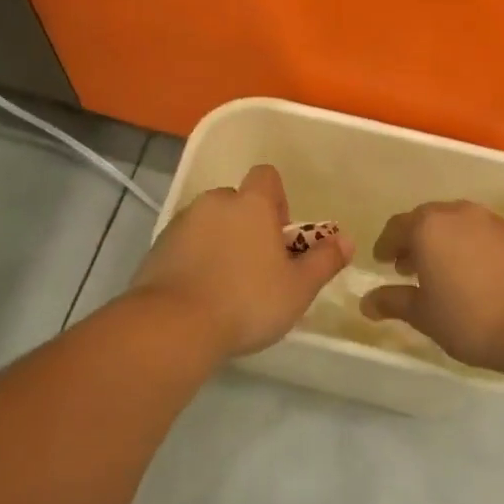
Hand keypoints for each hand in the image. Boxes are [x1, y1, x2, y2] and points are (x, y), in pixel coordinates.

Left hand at [131, 165, 353, 359]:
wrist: (174, 326)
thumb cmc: (247, 301)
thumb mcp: (298, 288)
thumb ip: (324, 260)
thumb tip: (346, 240)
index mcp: (250, 204)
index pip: (267, 177)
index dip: (278, 200)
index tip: (281, 236)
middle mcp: (214, 203)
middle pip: (237, 202)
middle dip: (249, 226)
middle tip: (259, 267)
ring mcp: (181, 224)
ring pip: (209, 224)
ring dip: (221, 243)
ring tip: (229, 286)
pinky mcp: (156, 249)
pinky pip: (185, 245)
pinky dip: (195, 260)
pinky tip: (202, 296)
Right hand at [359, 201, 503, 368]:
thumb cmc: (469, 318)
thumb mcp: (423, 314)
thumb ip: (392, 302)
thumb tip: (366, 302)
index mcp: (428, 226)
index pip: (396, 227)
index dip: (386, 245)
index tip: (383, 262)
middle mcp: (459, 213)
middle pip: (428, 219)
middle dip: (416, 240)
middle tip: (410, 267)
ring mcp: (492, 220)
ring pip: (459, 223)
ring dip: (446, 241)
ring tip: (445, 270)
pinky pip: (485, 233)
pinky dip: (473, 246)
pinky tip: (477, 272)